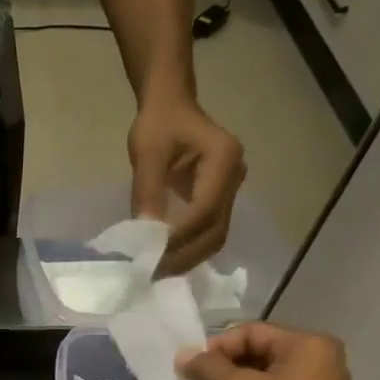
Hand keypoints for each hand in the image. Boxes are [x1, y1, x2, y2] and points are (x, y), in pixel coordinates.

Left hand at [129, 94, 245, 276]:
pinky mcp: (218, 200)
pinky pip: (208, 231)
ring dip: (187, 257)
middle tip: (153, 272)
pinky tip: (166, 258)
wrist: (170, 107)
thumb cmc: (158, 124)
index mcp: (224, 159)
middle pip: (216, 230)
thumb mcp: (147, 152)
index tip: (151, 253)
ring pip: (214, 236)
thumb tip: (145, 232)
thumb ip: (148, 190)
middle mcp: (235, 178)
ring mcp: (230, 190)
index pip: (204, 209)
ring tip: (157, 270)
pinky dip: (188, 248)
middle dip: (185, 255)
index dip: (179, 236)